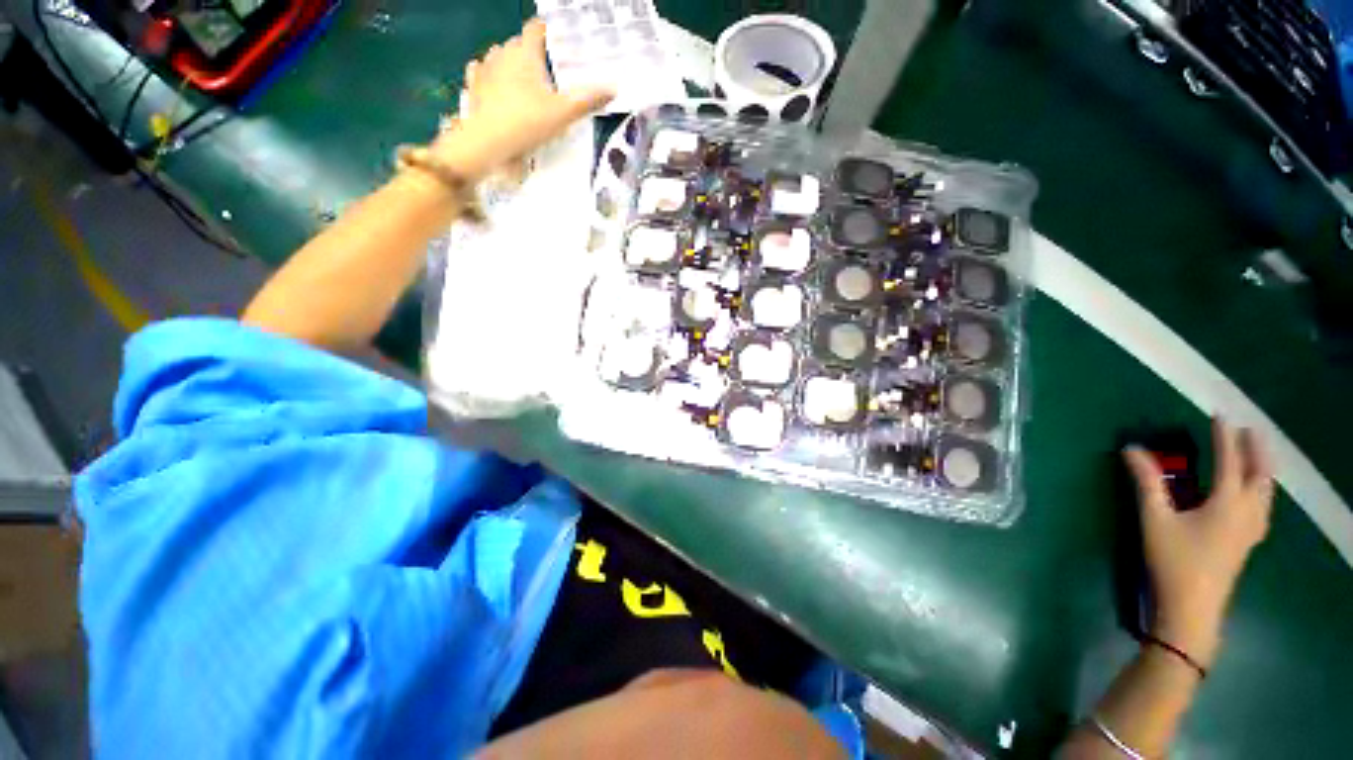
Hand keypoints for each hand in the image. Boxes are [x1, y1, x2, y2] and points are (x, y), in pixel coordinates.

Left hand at [430, 19, 612, 181]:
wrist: (488, 143)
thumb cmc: (528, 123)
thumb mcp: (564, 114)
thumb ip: (588, 100)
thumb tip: (613, 88)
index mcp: (526, 53)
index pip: (536, 29)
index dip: (548, 32)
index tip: (558, 43)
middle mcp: (503, 53)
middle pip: (519, 43)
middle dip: (532, 52)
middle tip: (548, 70)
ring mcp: (485, 68)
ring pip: (499, 55)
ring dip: (511, 62)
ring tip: (524, 80)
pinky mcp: (473, 85)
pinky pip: (481, 71)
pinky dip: (490, 74)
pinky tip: (495, 83)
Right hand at [1122, 418, 1274, 666]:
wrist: (1192, 608)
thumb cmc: (1173, 561)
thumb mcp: (1155, 519)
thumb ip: (1146, 482)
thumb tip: (1131, 449)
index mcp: (1227, 504)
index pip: (1229, 461)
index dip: (1224, 437)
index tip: (1220, 415)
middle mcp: (1247, 512)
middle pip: (1260, 475)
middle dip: (1256, 449)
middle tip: (1248, 430)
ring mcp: (1251, 530)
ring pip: (1267, 492)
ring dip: (1263, 469)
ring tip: (1256, 455)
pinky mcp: (1248, 543)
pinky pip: (1264, 507)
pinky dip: (1262, 490)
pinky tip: (1255, 495)